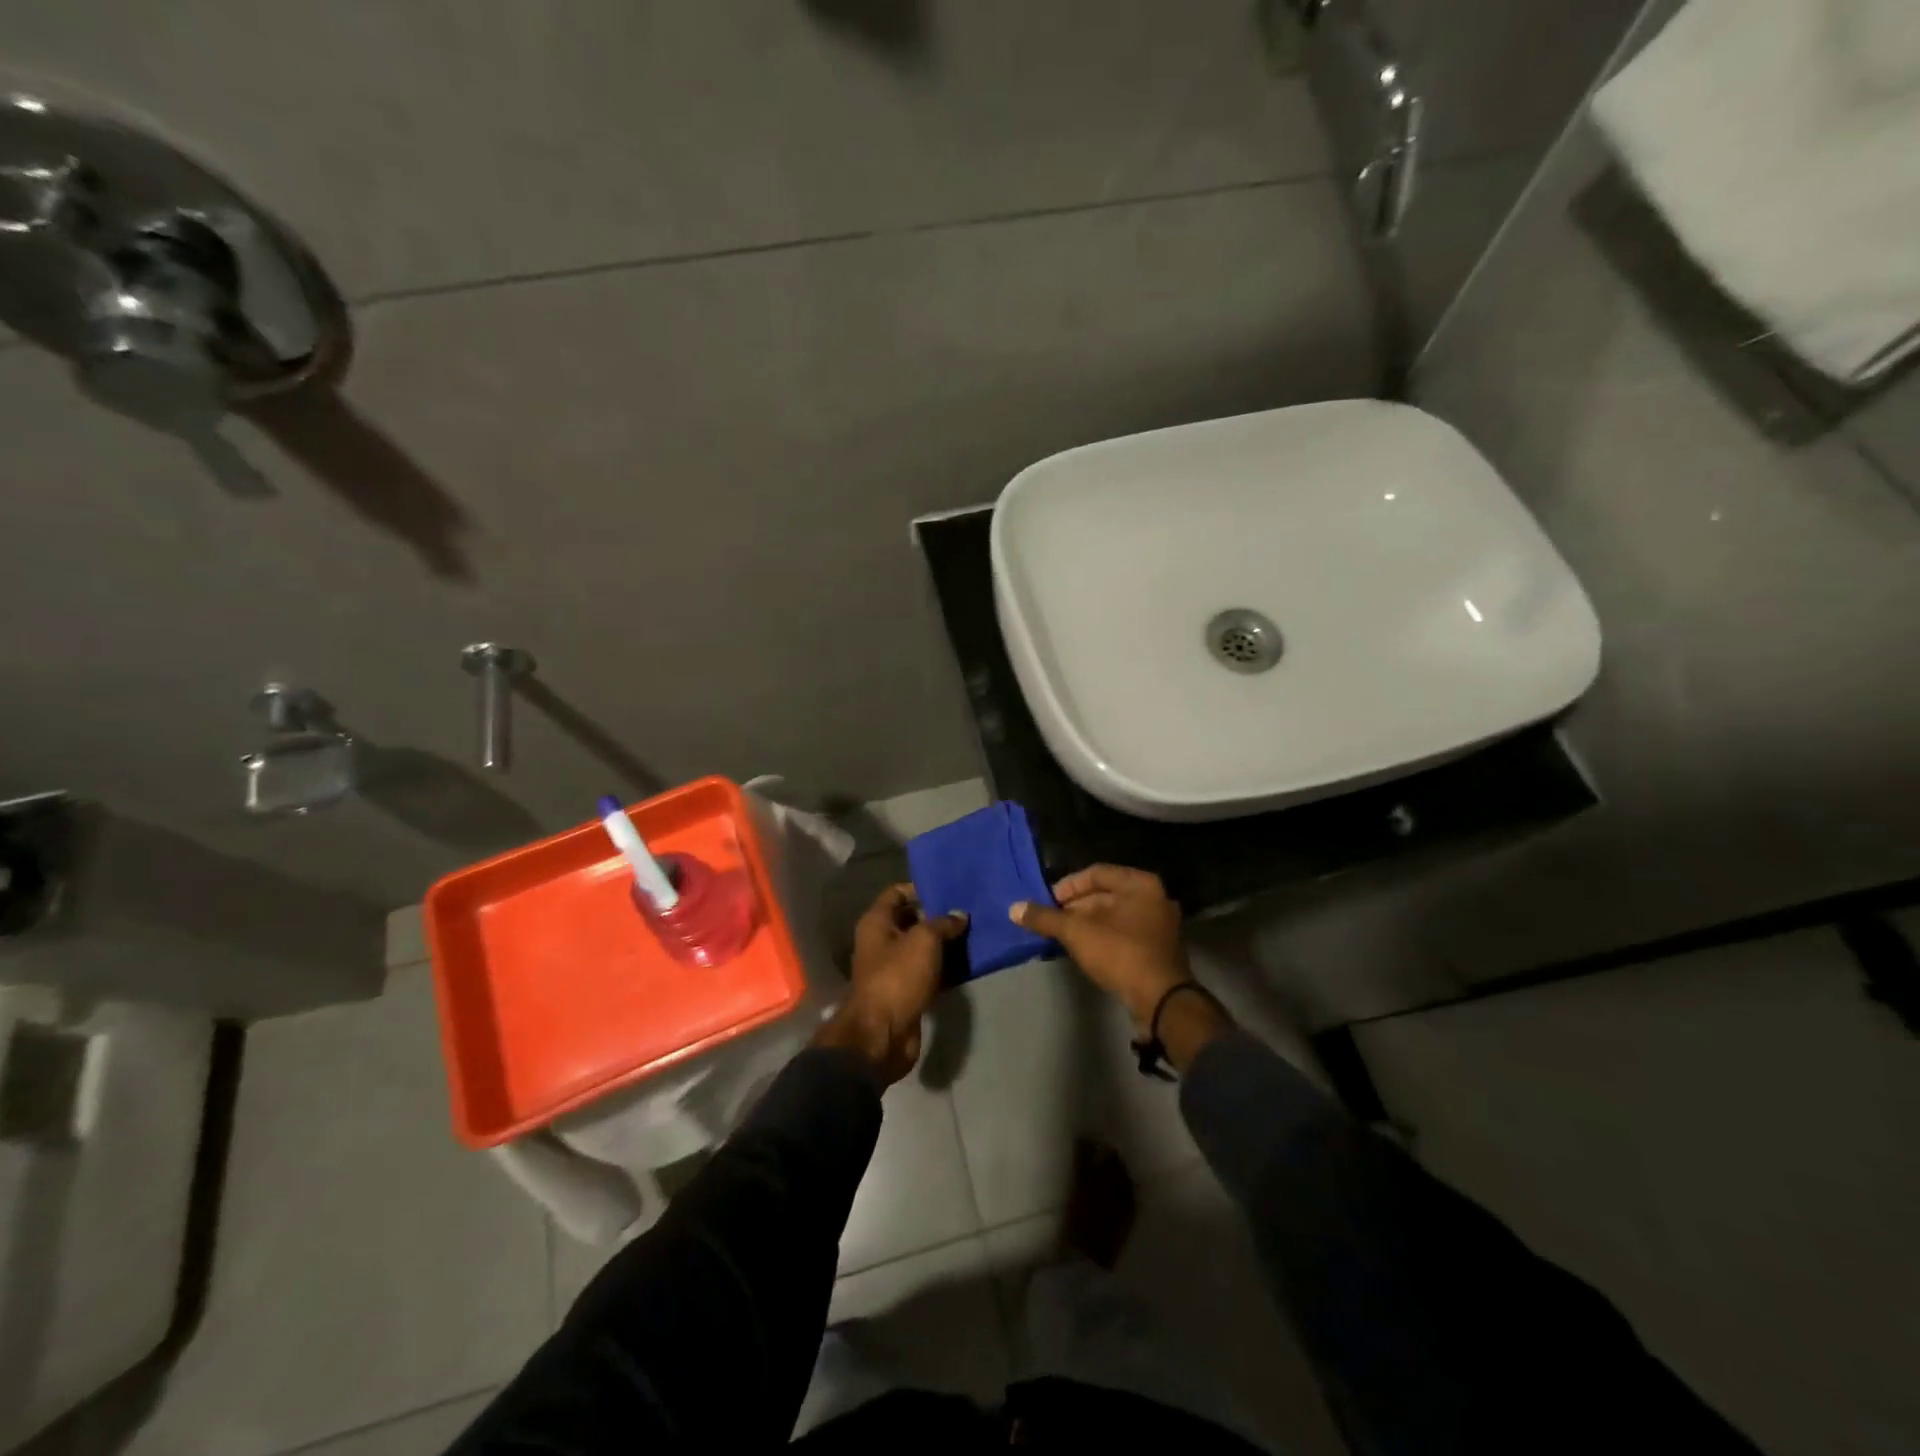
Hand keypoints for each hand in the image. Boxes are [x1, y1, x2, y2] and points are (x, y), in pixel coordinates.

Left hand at [813, 884, 966, 1084]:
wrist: (883, 1034)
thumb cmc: (898, 977)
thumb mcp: (924, 941)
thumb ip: (943, 923)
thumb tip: (959, 915)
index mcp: (876, 922)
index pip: (897, 893)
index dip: (921, 888)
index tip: (949, 888)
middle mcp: (881, 941)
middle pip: (910, 920)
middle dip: (937, 916)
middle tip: (967, 910)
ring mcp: (892, 968)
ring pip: (921, 947)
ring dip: (944, 943)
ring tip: (973, 933)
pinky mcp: (906, 991)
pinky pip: (927, 971)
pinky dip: (944, 967)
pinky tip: (967, 962)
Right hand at [1010, 865, 1190, 1029]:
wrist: (1161, 1000)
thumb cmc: (1120, 953)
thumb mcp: (1076, 932)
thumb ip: (1045, 918)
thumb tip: (1014, 908)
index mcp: (1140, 884)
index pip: (1096, 873)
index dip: (1068, 885)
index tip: (1048, 902)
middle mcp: (1154, 898)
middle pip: (1106, 894)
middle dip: (1076, 906)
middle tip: (1052, 921)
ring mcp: (1159, 925)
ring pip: (1115, 915)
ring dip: (1087, 923)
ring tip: (1063, 936)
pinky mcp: (1158, 949)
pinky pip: (1124, 933)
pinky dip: (1103, 937)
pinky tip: (1083, 950)